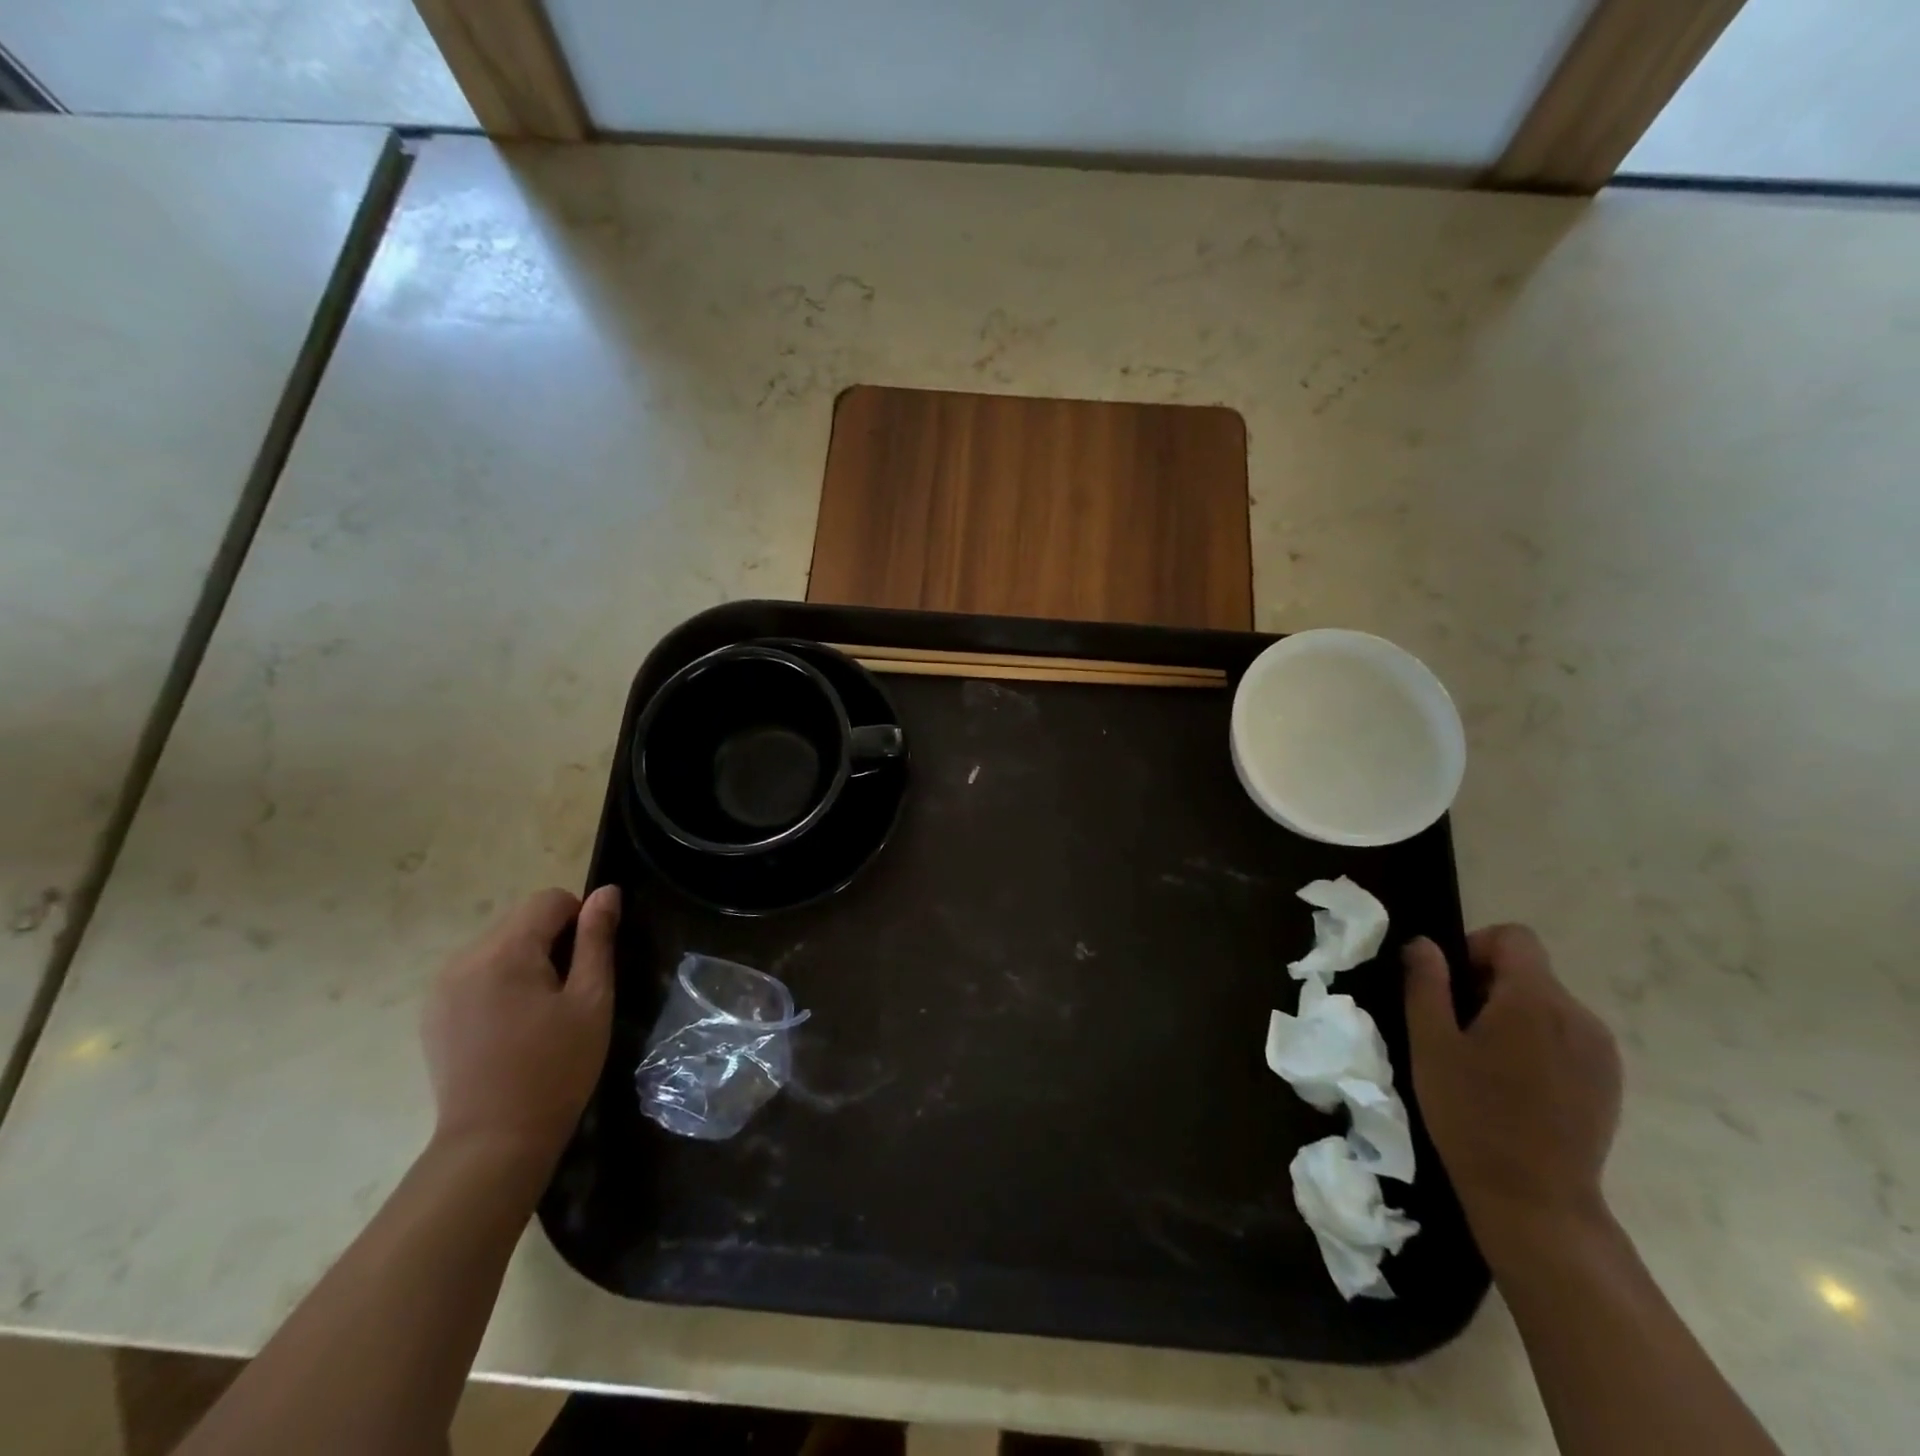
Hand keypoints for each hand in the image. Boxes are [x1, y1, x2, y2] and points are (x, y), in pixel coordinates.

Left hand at [421, 886, 620, 1164]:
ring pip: (499, 946)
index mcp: (504, 953)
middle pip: (521, 921)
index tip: (589, 963)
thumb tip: (607, 892)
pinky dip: (501, 982)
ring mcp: (442, 987)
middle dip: (552, 943)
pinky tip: (512, 1025)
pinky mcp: (434, 1012)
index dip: (580, 920)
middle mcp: (464, 959)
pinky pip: (477, 973)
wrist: (494, 1142)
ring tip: (540, 1012)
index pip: (549, 900)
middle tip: (568, 993)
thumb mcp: (591, 1000)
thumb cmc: (556, 1068)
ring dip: (526, 962)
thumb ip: (597, 939)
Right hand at [1403, 925, 1621, 1243]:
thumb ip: (1426, 983)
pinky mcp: (1609, 1080)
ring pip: (1547, 1003)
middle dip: (1489, 985)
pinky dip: (1537, 1041)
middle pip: (1530, 970)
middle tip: (1456, 1030)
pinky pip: (1567, 1035)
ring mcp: (1601, 1051)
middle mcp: (1579, 1016)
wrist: (1535, 1199)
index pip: (1514, 937)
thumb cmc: (1471, 1114)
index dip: (1475, 948)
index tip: (1451, 987)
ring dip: (1512, 1014)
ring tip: (1484, 1060)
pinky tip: (1515, 1083)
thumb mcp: (1429, 1043)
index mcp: (1535, 1000)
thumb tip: (1424, 944)